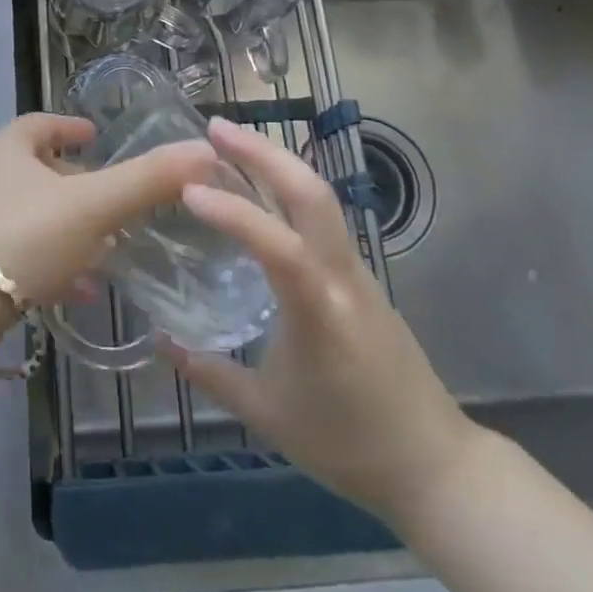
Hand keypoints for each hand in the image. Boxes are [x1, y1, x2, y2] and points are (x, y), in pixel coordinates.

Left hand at [0, 113, 216, 307]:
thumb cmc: (24, 236)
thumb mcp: (93, 205)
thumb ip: (148, 179)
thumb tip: (205, 150)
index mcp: (6, 149)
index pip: (40, 125)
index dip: (70, 128)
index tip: (95, 135)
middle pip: (38, 172)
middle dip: (78, 185)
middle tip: (115, 199)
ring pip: (32, 217)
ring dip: (71, 229)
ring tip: (109, 248)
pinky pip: (22, 256)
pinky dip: (53, 264)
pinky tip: (80, 290)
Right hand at [164, 117, 477, 526]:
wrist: (432, 463)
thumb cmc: (347, 443)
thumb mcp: (266, 414)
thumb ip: (209, 373)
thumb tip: (160, 341)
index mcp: (319, 311)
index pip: (278, 246)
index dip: (234, 213)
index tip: (189, 190)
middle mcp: (342, 276)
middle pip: (312, 194)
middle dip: (264, 153)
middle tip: (215, 127)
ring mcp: (357, 270)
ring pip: (321, 197)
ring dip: (277, 162)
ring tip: (230, 144)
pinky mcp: (360, 274)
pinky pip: (323, 217)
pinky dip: (288, 188)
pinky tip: (260, 189)